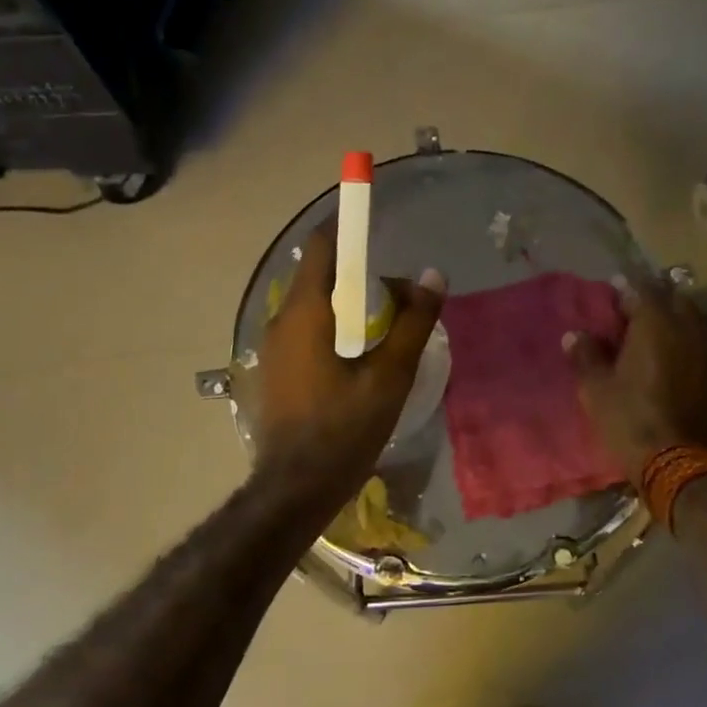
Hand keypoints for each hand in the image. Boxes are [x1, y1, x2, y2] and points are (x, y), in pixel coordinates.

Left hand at [254, 226, 445, 505]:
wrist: (294, 488)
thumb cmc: (343, 430)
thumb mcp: (389, 376)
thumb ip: (413, 323)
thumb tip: (433, 277)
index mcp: (306, 313)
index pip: (322, 246)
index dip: (347, 225)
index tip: (375, 217)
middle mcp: (281, 320)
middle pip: (320, 275)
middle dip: (358, 270)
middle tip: (398, 289)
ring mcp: (273, 347)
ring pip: (313, 305)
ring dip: (348, 301)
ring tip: (386, 322)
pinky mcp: (275, 369)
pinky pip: (306, 329)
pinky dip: (334, 324)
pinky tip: (360, 353)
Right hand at [565, 271, 706, 486]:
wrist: (675, 461)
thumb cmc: (628, 418)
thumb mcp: (595, 388)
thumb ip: (586, 355)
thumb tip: (575, 335)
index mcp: (656, 325)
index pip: (643, 289)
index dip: (627, 286)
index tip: (614, 287)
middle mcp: (688, 331)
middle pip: (675, 300)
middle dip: (656, 299)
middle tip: (635, 312)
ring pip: (693, 323)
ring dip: (675, 322)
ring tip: (654, 335)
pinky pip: (702, 349)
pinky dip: (687, 347)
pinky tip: (673, 363)